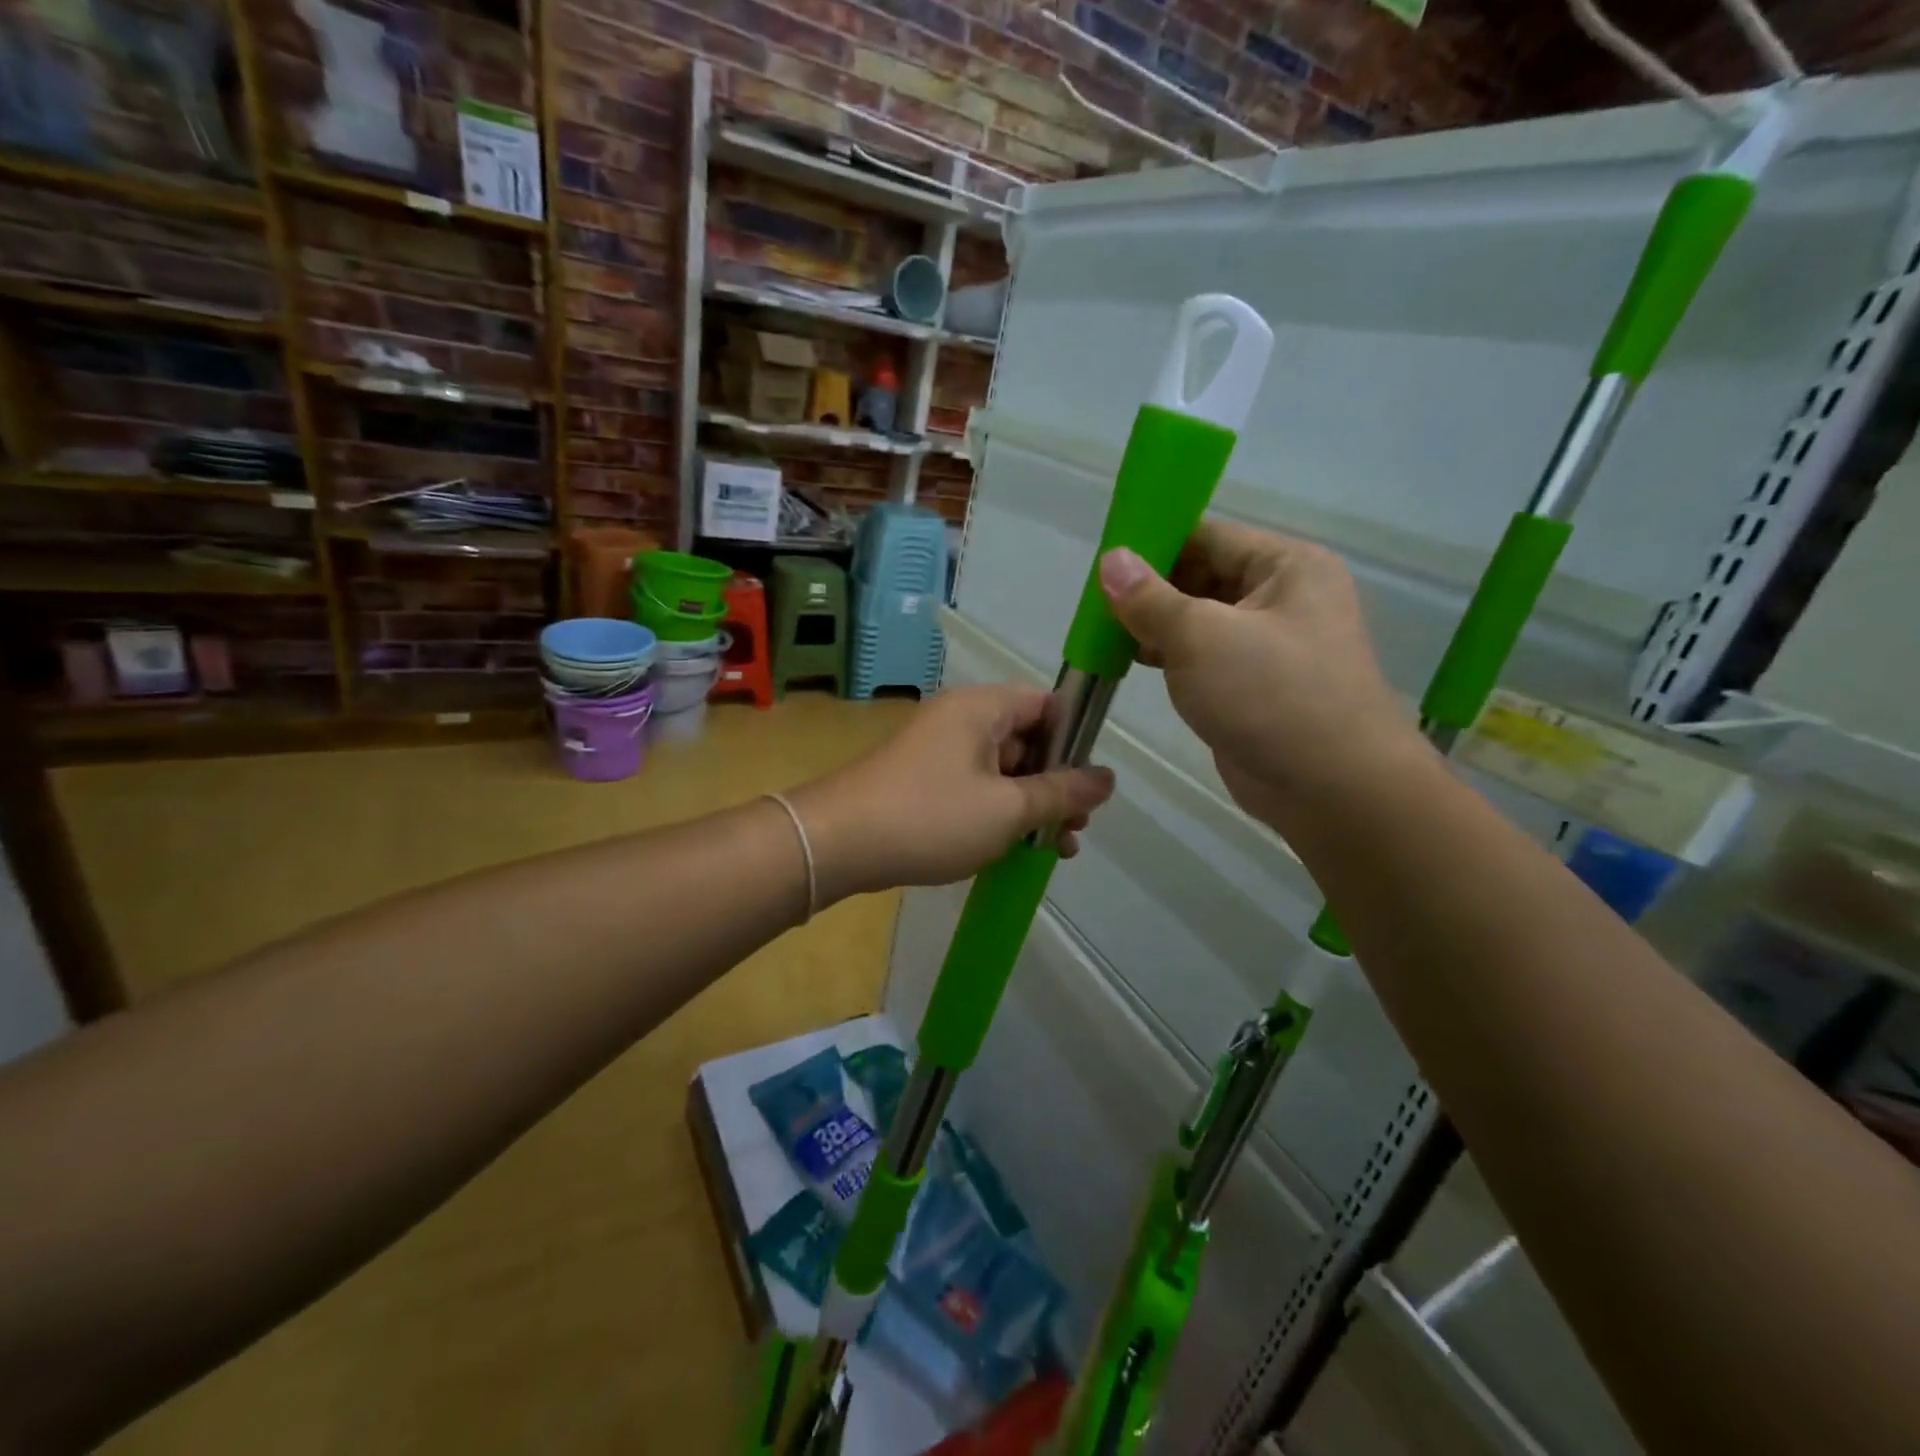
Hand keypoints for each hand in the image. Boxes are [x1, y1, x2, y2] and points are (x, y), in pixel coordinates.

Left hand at [791, 686, 1115, 903]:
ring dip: (1031, 805)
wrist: (838, 844)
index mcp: (983, 707)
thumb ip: (1062, 793)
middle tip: (1074, 830)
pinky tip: (1014, 849)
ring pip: (1003, 769)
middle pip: (1028, 740)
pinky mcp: (923, 779)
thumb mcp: (1008, 809)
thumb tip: (1107, 779)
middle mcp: (962, 718)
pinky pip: (975, 787)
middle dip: (1056, 785)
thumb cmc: (931, 817)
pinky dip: (999, 812)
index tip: (1091, 786)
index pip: (1048, 705)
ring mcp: (939, 749)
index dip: (1076, 741)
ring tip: (1054, 849)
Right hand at [1099, 522, 1421, 832]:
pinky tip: (1132, 661)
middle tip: (1096, 605)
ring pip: (1199, 620)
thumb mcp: (1201, 637)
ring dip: (1155, 626)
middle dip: (1150, 590)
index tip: (1103, 563)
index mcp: (1286, 566)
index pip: (1208, 536)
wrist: (1332, 789)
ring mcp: (1269, 645)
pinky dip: (1170, 657)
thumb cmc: (1270, 696)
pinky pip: (1204, 657)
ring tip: (1105, 633)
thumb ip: (1150, 598)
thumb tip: (1111, 559)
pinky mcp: (1254, 685)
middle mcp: (1283, 597)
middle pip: (1202, 576)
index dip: (1154, 544)